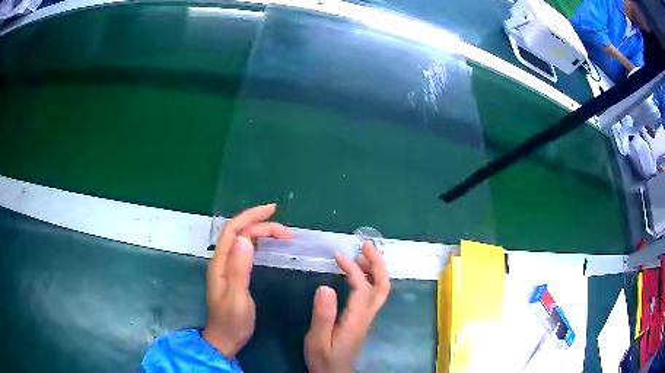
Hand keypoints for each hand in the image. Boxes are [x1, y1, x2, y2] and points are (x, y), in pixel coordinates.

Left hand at [203, 204, 292, 358]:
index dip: (251, 216)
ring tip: (282, 234)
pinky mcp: (233, 274)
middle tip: (287, 232)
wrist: (225, 338)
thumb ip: (239, 269)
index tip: (273, 210)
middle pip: (240, 233)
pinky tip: (267, 244)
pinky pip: (245, 250)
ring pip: (242, 240)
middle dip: (262, 225)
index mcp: (220, 263)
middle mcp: (221, 260)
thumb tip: (246, 239)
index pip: (233, 230)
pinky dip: (258, 242)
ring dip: (261, 232)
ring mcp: (227, 267)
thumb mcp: (237, 297)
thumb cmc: (232, 321)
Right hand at [304, 241, 390, 372]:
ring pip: (380, 290)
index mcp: (356, 319)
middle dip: (378, 263)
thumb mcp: (318, 339)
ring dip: (375, 269)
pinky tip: (356, 274)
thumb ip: (322, 315)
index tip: (338, 257)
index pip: (363, 288)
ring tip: (360, 254)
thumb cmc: (324, 358)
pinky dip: (369, 278)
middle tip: (366, 245)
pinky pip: (373, 294)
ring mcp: (367, 317)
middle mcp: (366, 315)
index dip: (354, 270)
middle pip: (383, 286)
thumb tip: (326, 286)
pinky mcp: (362, 319)